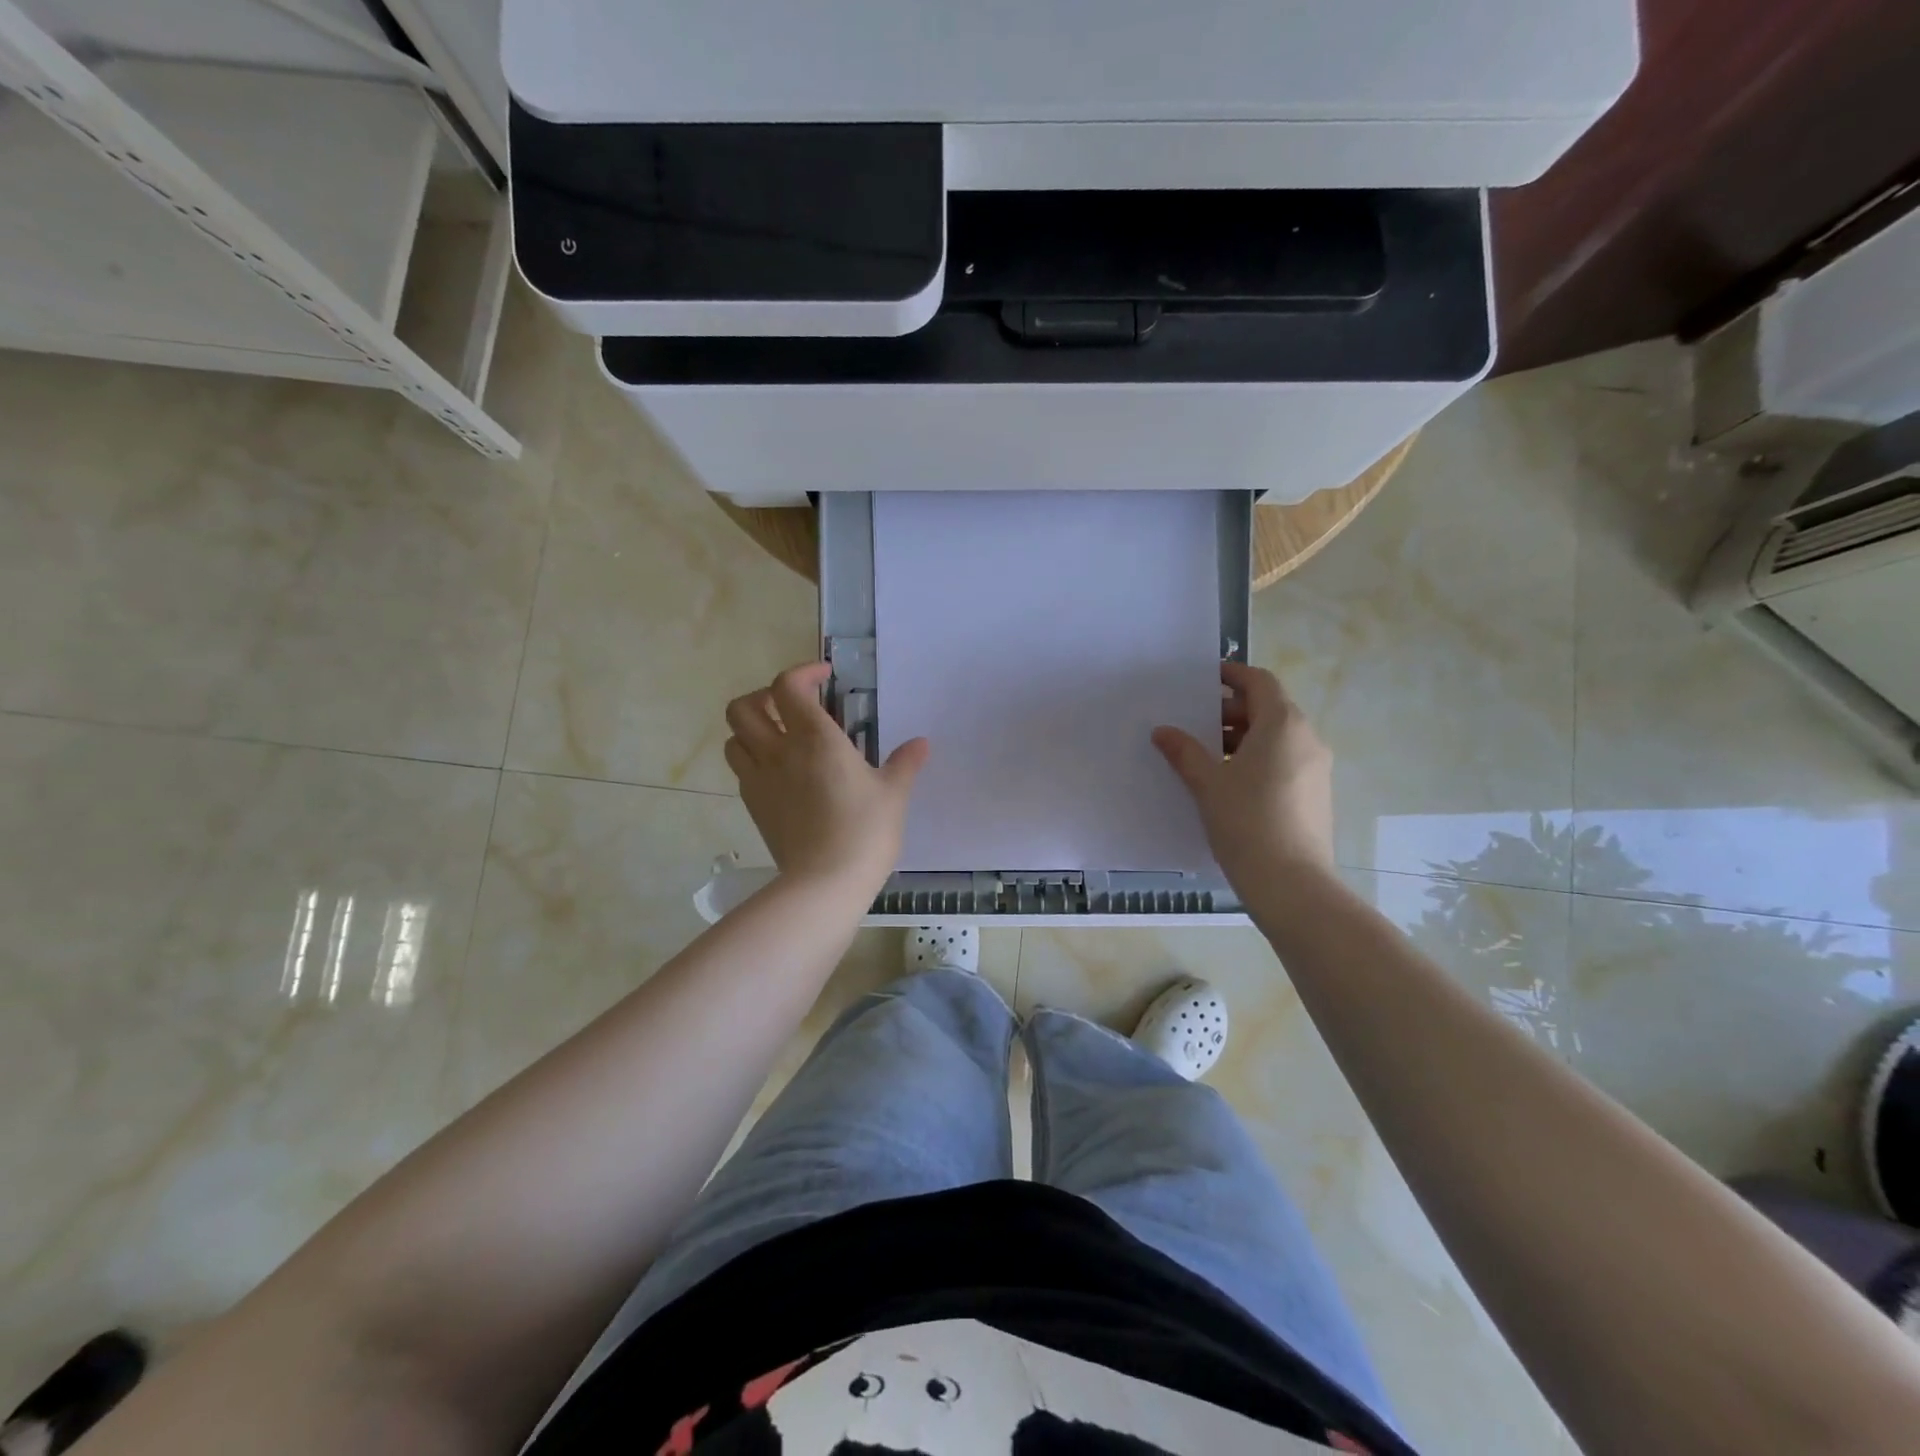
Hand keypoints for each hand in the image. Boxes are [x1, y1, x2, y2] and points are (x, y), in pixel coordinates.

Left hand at [723, 662, 929, 894]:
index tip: (824, 678)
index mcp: (816, 738)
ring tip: (778, 738)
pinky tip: (779, 774)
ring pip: (733, 738)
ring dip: (751, 729)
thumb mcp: (893, 794)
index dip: (802, 673)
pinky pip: (741, 770)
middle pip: (744, 707)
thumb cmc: (865, 831)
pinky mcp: (753, 806)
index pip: (788, 686)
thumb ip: (904, 764)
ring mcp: (760, 780)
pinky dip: (753, 760)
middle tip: (791, 707)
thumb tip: (922, 743)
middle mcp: (779, 751)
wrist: (825, 882)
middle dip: (763, 697)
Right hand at [1152, 662, 1334, 889]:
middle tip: (1195, 724)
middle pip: (1268, 709)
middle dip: (1231, 711)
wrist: (1292, 883)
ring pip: (1276, 738)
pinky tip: (1228, 782)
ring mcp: (1316, 768)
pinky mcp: (1315, 794)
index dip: (1232, 675)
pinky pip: (1284, 761)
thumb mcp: (1208, 783)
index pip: (1260, 681)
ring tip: (1205, 756)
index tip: (1204, 679)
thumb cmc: (1247, 822)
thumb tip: (1163, 731)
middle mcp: (1306, 738)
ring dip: (1242, 738)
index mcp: (1283, 725)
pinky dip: (1257, 759)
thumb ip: (1184, 751)